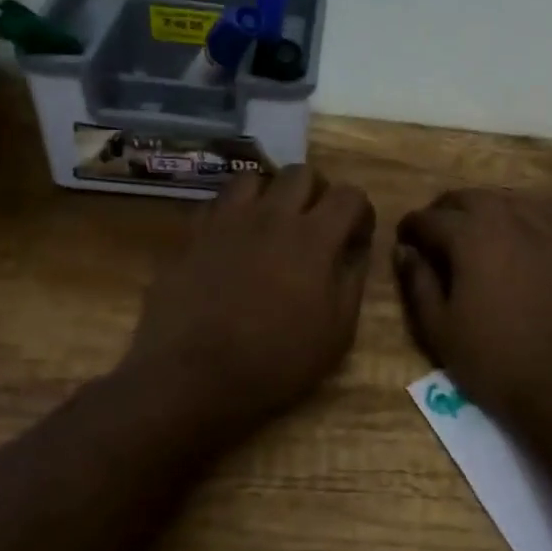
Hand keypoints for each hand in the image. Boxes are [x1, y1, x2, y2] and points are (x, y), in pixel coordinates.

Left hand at [120, 166, 375, 441]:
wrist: (192, 377)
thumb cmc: (274, 362)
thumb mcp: (336, 334)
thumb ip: (352, 281)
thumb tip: (356, 250)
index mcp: (313, 238)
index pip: (349, 195)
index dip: (360, 212)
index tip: (355, 238)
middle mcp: (271, 215)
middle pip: (302, 173)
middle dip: (317, 193)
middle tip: (315, 225)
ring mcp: (226, 220)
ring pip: (255, 177)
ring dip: (271, 194)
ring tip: (271, 224)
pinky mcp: (191, 233)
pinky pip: (216, 203)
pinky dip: (232, 212)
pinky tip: (232, 240)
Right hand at [395, 190, 551, 443]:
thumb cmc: (493, 360)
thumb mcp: (439, 328)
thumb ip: (418, 282)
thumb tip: (405, 250)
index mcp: (471, 238)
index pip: (430, 218)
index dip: (411, 226)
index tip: (402, 238)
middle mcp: (507, 223)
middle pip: (469, 198)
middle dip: (444, 210)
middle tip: (431, 232)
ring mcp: (542, 234)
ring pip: (503, 203)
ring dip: (479, 211)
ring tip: (466, 235)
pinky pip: (532, 220)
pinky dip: (511, 222)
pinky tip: (506, 246)